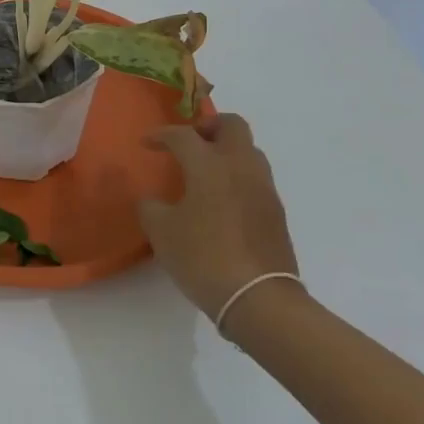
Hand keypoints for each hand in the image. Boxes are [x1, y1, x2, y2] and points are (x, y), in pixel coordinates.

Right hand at [139, 113, 300, 319]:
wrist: (259, 298)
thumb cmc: (204, 257)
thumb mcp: (162, 232)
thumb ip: (151, 207)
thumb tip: (152, 200)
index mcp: (210, 165)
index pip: (183, 135)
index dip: (162, 135)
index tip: (147, 143)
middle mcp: (241, 166)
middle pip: (232, 125)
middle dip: (209, 126)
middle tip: (190, 143)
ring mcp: (264, 188)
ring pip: (249, 150)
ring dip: (227, 151)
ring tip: (205, 172)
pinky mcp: (276, 211)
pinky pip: (256, 178)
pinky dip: (238, 177)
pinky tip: (222, 201)